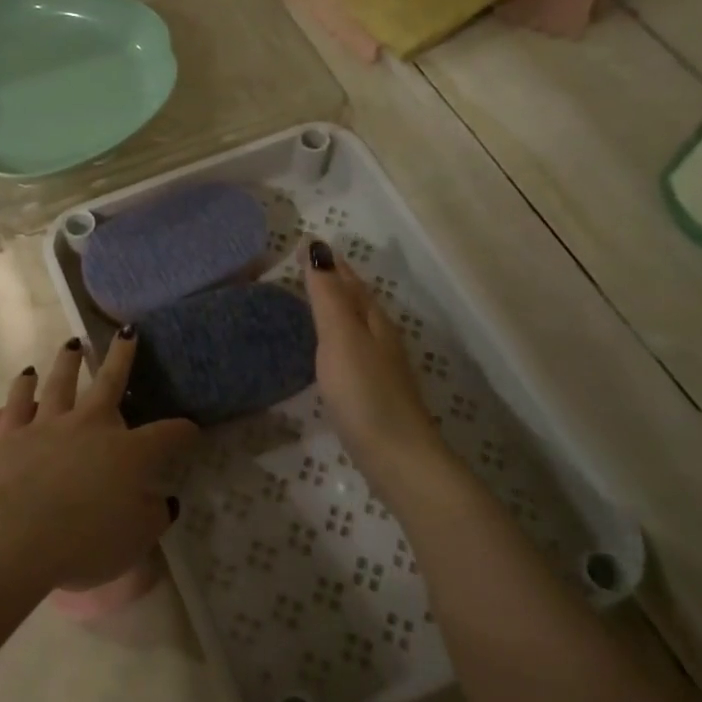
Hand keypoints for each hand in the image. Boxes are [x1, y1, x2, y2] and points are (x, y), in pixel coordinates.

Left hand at [0, 331, 197, 590]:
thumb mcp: (135, 540)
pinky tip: (26, 374)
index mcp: (129, 453)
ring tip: (73, 343)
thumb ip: (153, 516)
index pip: (167, 435)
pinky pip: (19, 401)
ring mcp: (49, 425)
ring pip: (62, 382)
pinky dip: (23, 386)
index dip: (183, 432)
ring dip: (69, 361)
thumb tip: (163, 500)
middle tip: (128, 333)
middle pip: (111, 383)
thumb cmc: (84, 541)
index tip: (192, 430)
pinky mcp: (12, 433)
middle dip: (123, 356)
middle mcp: (91, 426)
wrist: (16, 534)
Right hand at [302, 240, 439, 476]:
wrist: (397, 457)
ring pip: (357, 326)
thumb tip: (317, 246)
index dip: (330, 262)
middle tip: (304, 269)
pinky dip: (337, 339)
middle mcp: (381, 338)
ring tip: (311, 303)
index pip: (350, 281)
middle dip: (335, 282)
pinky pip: (352, 351)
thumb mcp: (340, 337)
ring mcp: (380, 368)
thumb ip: (327, 295)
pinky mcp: (373, 393)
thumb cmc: (364, 393)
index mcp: (373, 320)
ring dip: (337, 310)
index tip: (305, 245)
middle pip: (358, 301)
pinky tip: (327, 353)